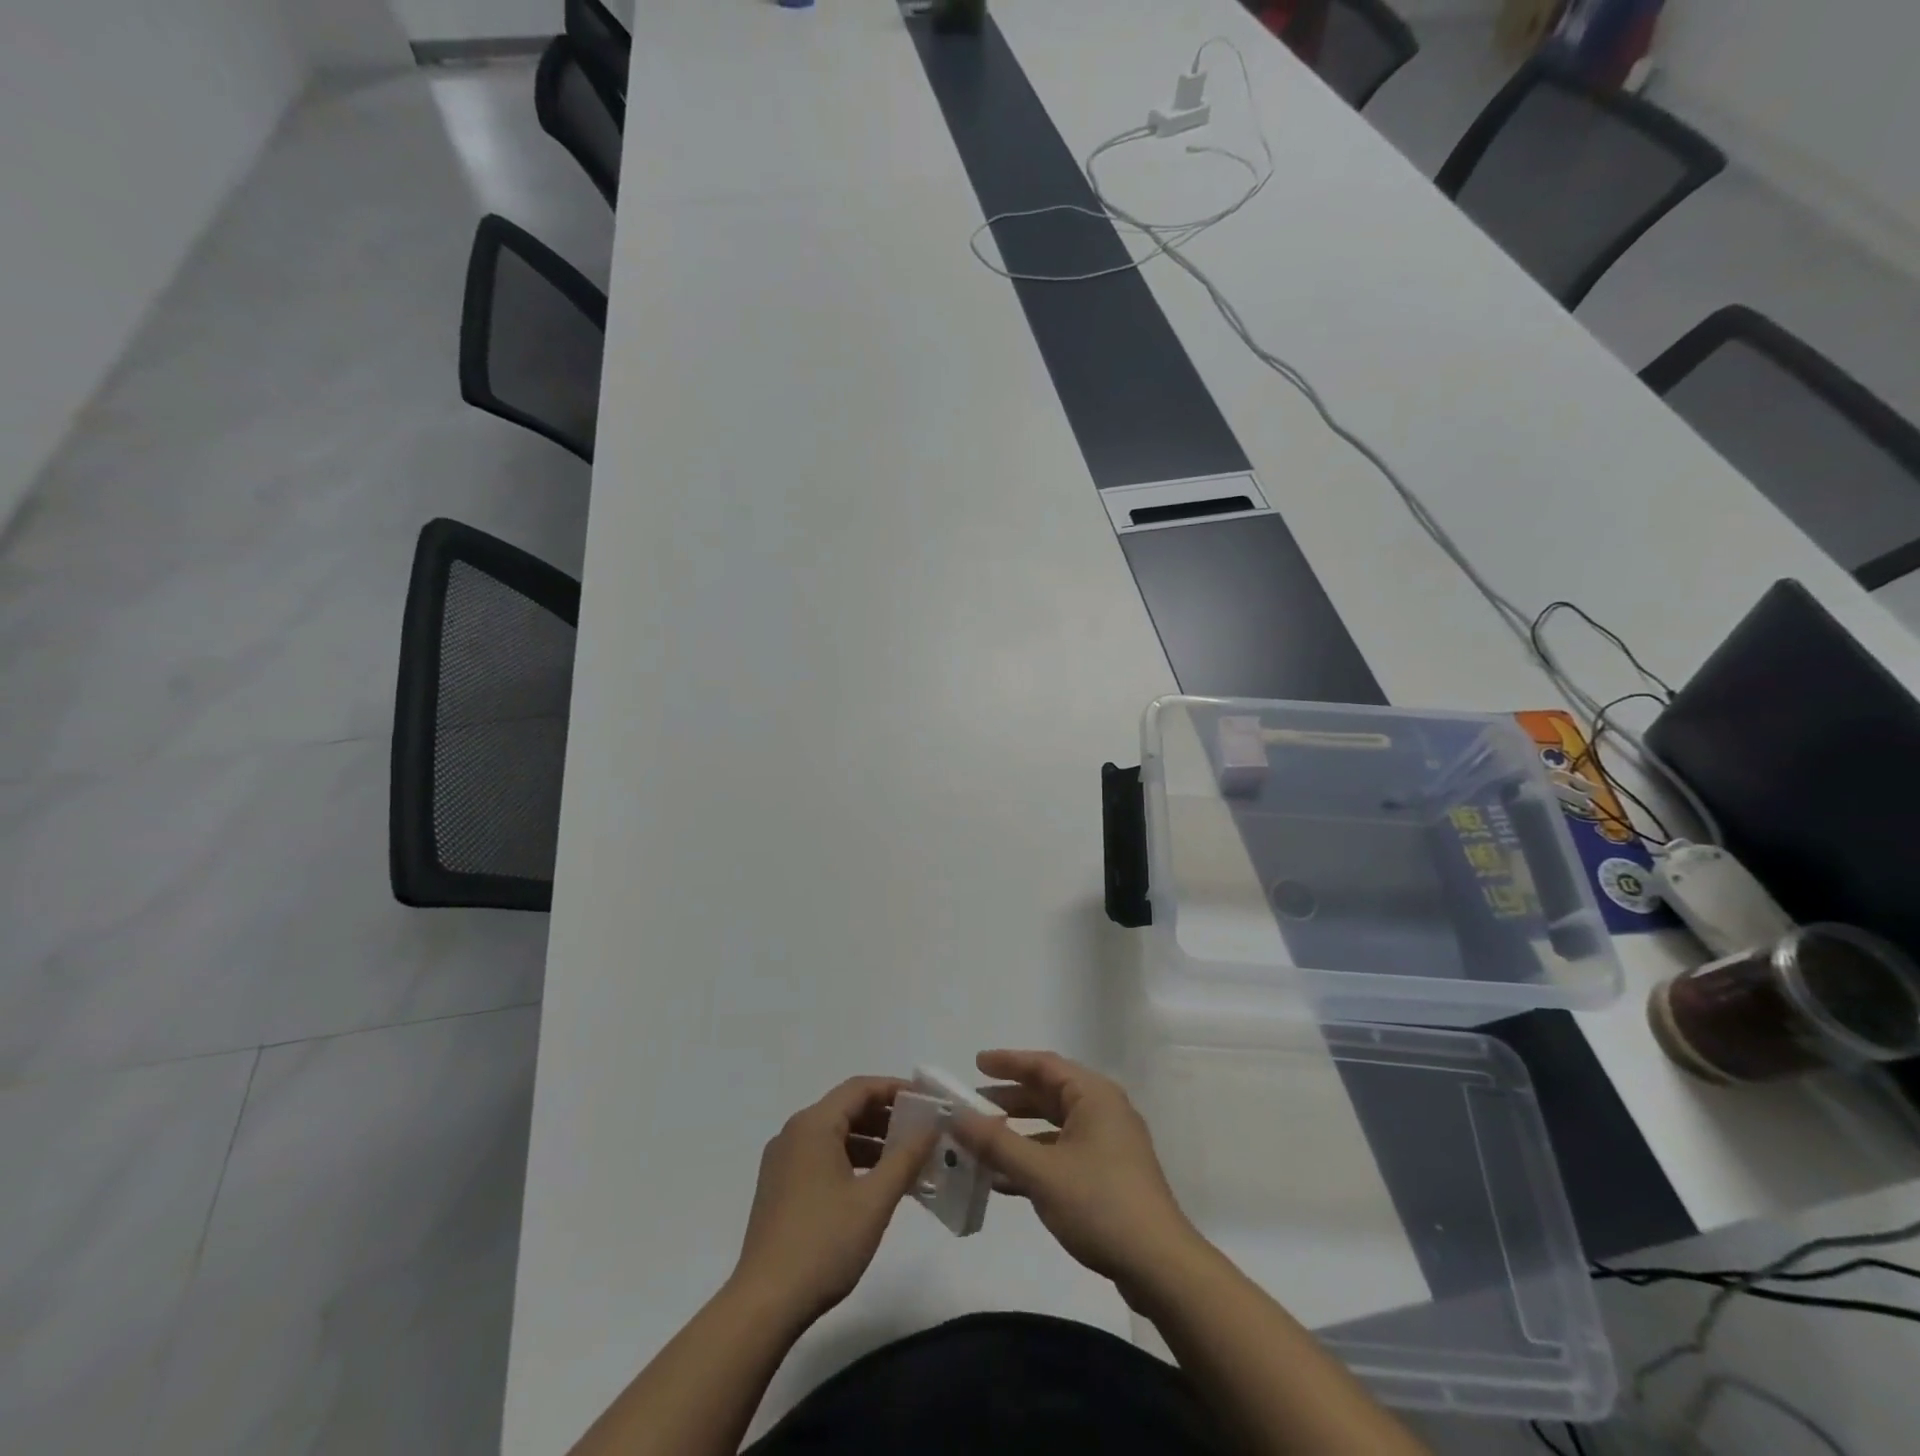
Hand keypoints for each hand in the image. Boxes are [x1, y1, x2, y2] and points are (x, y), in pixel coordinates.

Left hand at [730, 1077, 937, 1325]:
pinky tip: (872, 1185)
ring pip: (833, 1134)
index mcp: (813, 1125)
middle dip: (885, 1117)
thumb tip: (931, 1125)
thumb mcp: (875, 1200)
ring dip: (869, 1141)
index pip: (860, 1088)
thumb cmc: (824, 1244)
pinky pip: (820, 1156)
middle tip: (920, 1132)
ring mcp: (782, 1161)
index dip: (895, 1089)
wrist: (764, 1304)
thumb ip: (906, 1157)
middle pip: (845, 1108)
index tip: (926, 1101)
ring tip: (903, 1161)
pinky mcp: (778, 1187)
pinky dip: (849, 1160)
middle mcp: (793, 1133)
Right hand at [958, 1049, 1208, 1302]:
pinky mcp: (1109, 1175)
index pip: (1044, 1064)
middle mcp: (1103, 1110)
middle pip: (1049, 1093)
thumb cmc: (1100, 1204)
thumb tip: (956, 1116)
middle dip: (1010, 1098)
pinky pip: (1063, 1153)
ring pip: (1055, 1126)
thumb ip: (996, 1142)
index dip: (1008, 1062)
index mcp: (1093, 1095)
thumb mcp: (1041, 1172)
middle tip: (973, 1103)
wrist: (1159, 1265)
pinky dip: (1035, 1159)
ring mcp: (1109, 1144)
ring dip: (1020, 1132)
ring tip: (982, 1140)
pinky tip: (1005, 1180)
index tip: (976, 1064)